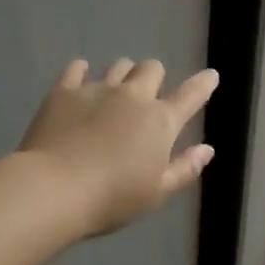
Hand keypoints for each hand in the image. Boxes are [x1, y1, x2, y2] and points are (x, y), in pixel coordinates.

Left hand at [19, 59, 218, 237]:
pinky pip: (77, 68)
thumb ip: (184, 168)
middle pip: (151, 69)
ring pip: (118, 65)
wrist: (54, 189)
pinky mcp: (64, 91)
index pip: (190, 96)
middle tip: (147, 95)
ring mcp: (97, 89)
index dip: (202, 84)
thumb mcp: (156, 193)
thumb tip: (207, 149)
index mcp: (160, 122)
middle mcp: (132, 97)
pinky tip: (80, 80)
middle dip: (154, 77)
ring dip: (122, 74)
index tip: (210, 75)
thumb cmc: (112, 199)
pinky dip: (82, 72)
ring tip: (114, 90)